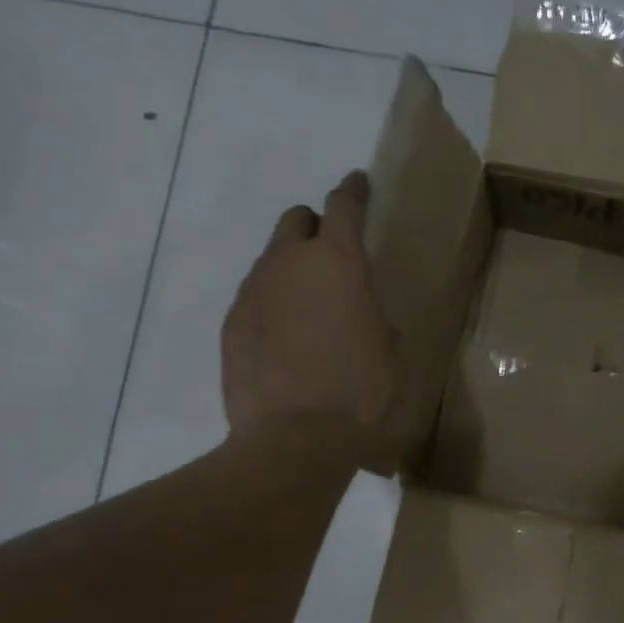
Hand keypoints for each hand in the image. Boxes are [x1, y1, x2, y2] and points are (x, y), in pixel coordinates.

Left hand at [220, 171, 403, 467]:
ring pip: (271, 261)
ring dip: (291, 272)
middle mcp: (289, 263)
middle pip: (295, 221)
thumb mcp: (392, 353)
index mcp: (339, 263)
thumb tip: (363, 315)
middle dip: (314, 228)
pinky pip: (255, 299)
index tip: (357, 183)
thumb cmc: (360, 394)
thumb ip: (375, 317)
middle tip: (330, 258)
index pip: (344, 206)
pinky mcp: (231, 323)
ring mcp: (253, 291)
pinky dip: (271, 307)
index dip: (353, 191)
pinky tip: (284, 341)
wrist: (295, 439)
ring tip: (308, 312)